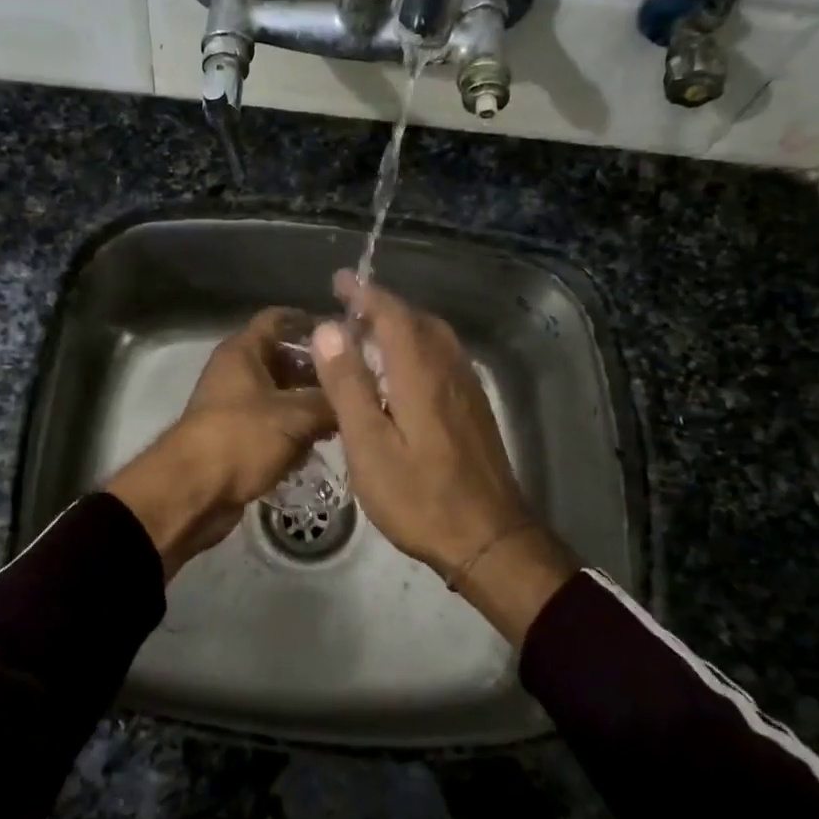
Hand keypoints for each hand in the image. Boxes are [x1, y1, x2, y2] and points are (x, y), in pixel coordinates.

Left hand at [105, 308, 335, 578]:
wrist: (192, 494)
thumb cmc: (241, 439)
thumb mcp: (295, 416)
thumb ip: (330, 400)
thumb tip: (359, 395)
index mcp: (243, 351)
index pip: (280, 319)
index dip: (313, 322)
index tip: (349, 335)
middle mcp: (237, 372)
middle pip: (285, 359)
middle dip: (320, 371)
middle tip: (360, 381)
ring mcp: (236, 407)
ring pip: (282, 396)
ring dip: (311, 405)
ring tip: (351, 414)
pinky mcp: (239, 438)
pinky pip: (274, 426)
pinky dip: (296, 432)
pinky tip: (325, 443)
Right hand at [311, 270, 576, 643]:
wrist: (489, 538)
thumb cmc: (419, 496)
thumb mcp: (370, 445)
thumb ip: (348, 384)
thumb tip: (328, 329)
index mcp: (421, 373)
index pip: (393, 314)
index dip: (366, 294)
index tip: (341, 280)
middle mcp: (449, 370)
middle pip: (418, 320)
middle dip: (384, 305)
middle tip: (350, 304)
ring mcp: (467, 390)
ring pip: (435, 338)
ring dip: (403, 324)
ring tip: (372, 331)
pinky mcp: (475, 410)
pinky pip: (444, 358)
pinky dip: (419, 346)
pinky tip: (404, 371)